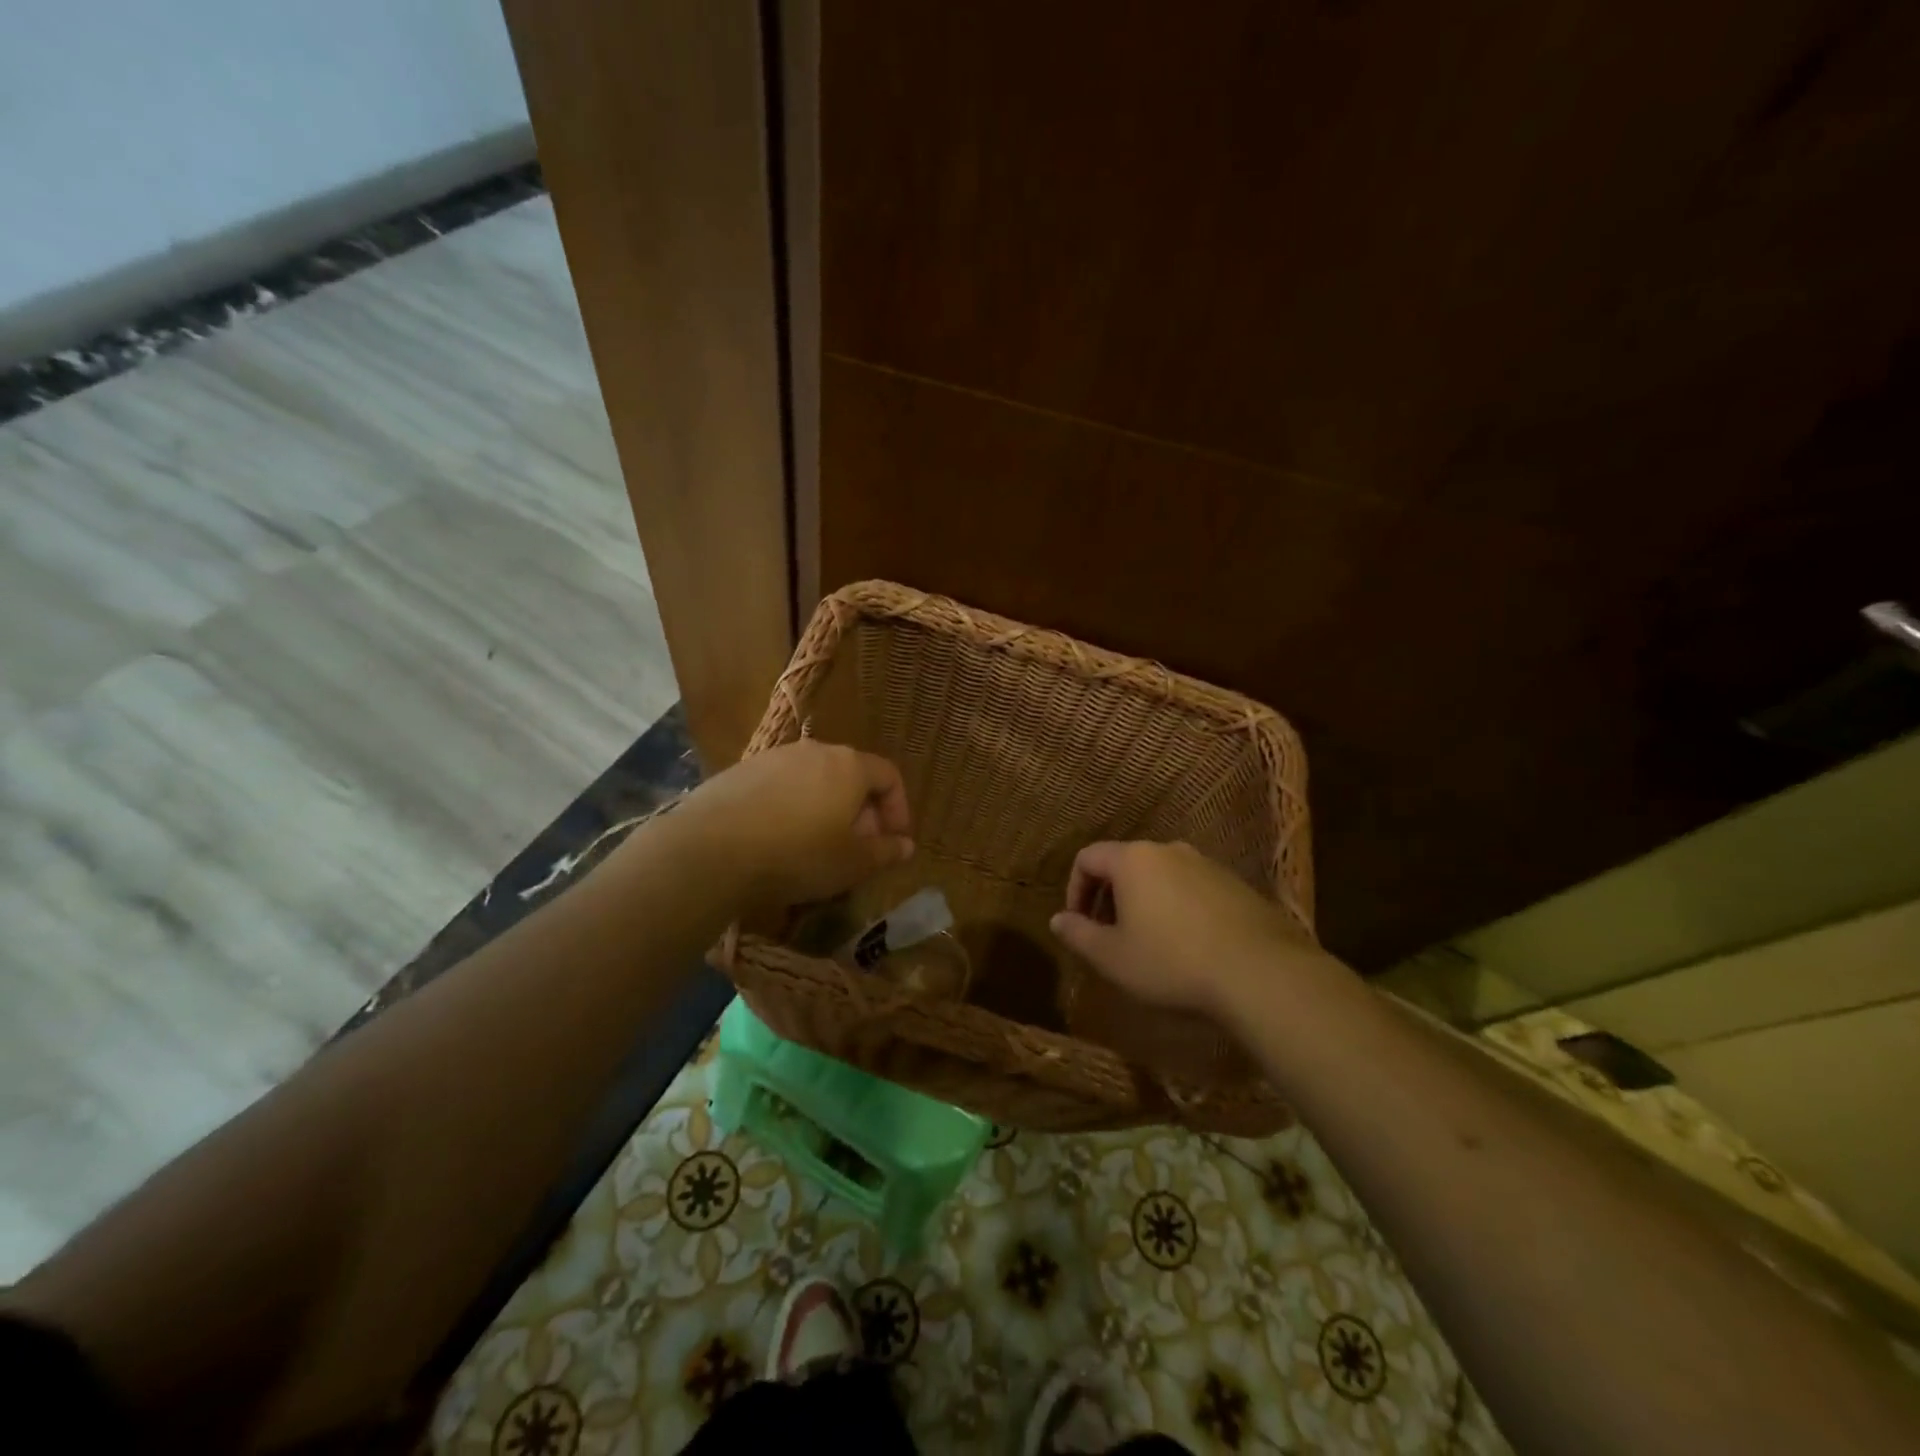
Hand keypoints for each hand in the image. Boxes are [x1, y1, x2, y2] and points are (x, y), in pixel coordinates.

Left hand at [682, 740, 912, 909]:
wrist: (710, 851)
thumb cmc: (797, 855)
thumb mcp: (851, 863)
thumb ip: (885, 852)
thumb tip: (905, 845)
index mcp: (849, 766)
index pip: (888, 775)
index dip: (898, 808)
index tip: (893, 840)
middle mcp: (814, 750)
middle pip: (850, 775)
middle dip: (861, 812)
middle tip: (857, 848)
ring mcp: (773, 757)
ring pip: (814, 780)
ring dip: (825, 809)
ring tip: (817, 846)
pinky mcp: (740, 771)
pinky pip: (780, 787)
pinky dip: (791, 808)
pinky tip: (777, 840)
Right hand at [1049, 840, 1336, 1020]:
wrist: (1259, 972)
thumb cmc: (1171, 961)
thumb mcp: (1112, 957)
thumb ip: (1078, 935)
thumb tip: (1058, 920)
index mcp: (1133, 859)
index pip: (1088, 857)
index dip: (1074, 889)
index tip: (1079, 923)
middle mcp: (1168, 850)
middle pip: (1125, 864)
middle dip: (1109, 897)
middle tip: (1109, 935)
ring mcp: (1206, 864)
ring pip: (1160, 876)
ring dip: (1144, 902)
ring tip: (1148, 942)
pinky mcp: (1236, 884)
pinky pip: (1191, 888)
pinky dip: (1177, 908)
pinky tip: (1187, 945)